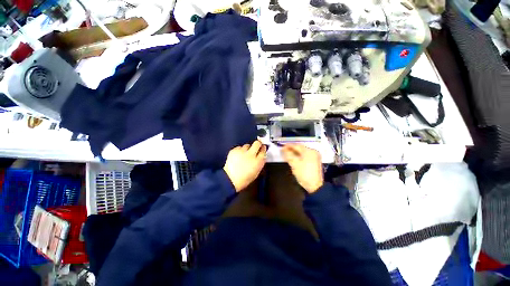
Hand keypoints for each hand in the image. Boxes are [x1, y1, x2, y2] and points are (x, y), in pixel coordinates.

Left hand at [224, 141, 266, 191]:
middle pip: (257, 143)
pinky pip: (239, 147)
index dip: (263, 149)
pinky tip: (238, 156)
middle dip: (258, 144)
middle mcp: (251, 155)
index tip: (262, 148)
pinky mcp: (234, 150)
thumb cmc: (244, 179)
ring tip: (244, 154)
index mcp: (258, 161)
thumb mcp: (256, 172)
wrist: (230, 179)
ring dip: (247, 149)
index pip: (263, 151)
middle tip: (257, 146)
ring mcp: (242, 152)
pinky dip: (239, 151)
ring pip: (247, 145)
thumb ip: (260, 163)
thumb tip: (261, 156)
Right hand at [281, 144, 323, 193]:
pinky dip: (298, 156)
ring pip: (302, 152)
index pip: (297, 146)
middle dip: (291, 149)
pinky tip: (293, 158)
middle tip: (283, 150)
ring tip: (287, 154)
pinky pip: (305, 156)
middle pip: (300, 148)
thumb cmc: (304, 173)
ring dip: (294, 152)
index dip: (288, 145)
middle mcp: (313, 152)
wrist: (314, 186)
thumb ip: (288, 154)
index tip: (282, 146)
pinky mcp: (314, 161)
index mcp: (309, 151)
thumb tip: (283, 149)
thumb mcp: (294, 163)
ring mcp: (314, 157)